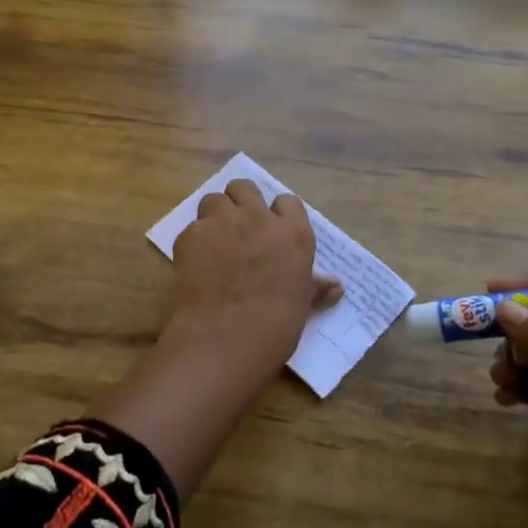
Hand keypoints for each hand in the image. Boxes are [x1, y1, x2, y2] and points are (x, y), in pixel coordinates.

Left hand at [164, 179, 339, 382]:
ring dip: (215, 215)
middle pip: (245, 188)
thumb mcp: (301, 304)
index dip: (278, 213)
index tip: (273, 230)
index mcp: (292, 234)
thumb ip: (314, 287)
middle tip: (238, 228)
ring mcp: (222, 222)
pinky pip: (192, 227)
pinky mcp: (191, 234)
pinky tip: (194, 264)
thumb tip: (336, 286)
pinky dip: (193, 241)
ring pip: (214, 199)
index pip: (288, 202)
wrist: (225, 339)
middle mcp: (258, 218)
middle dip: (240, 202)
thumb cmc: (274, 327)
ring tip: (213, 240)